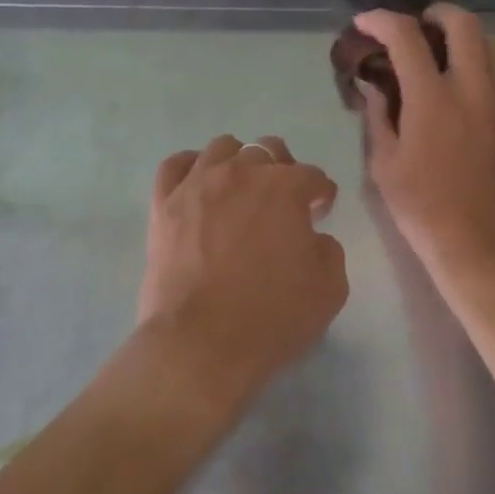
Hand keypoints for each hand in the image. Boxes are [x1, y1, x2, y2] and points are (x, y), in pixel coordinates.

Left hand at [139, 135, 347, 413]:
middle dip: (282, 171)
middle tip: (282, 204)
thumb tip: (311, 236)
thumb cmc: (271, 317)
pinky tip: (198, 184)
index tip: (319, 212)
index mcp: (285, 187)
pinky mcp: (164, 203)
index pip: (312, 176)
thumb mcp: (330, 288)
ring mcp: (198, 184)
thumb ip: (329, 249)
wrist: (201, 345)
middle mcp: (241, 172)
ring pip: (222, 148)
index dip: (320, 194)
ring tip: (240, 192)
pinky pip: (175, 165)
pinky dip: (191, 167)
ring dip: (239, 163)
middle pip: (268, 150)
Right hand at [355, 5, 494, 278]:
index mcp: (433, 100)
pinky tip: (454, 80)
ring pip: (488, 41)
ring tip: (435, 50)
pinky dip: (476, 56)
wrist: (479, 243)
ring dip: (460, 33)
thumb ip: (378, 115)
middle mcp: (471, 88)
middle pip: (462, 22)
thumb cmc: (422, 207)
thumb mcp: (384, 164)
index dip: (382, 20)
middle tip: (411, 28)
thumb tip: (374, 84)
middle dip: (433, 13)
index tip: (364, 23)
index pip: (407, 36)